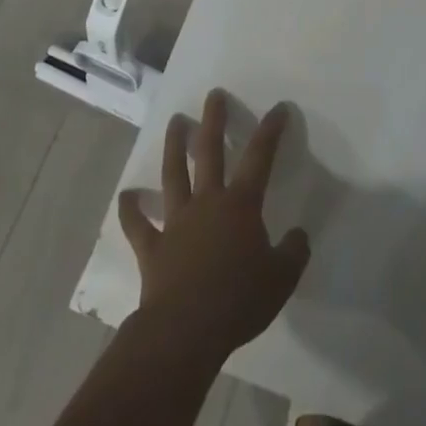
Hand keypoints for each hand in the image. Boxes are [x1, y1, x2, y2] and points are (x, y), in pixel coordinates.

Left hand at [118, 90, 309, 361]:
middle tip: (214, 95)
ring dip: (173, 146)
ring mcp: (176, 221)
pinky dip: (131, 209)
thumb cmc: (238, 301)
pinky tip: (126, 195)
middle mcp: (207, 202)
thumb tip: (299, 235)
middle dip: (213, 120)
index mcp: (240, 205)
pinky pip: (138, 224)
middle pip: (209, 151)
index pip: (259, 157)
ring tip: (175, 121)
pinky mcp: (152, 246)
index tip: (278, 108)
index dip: (270, 130)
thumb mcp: (281, 279)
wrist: (186, 330)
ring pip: (173, 174)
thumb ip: (294, 253)